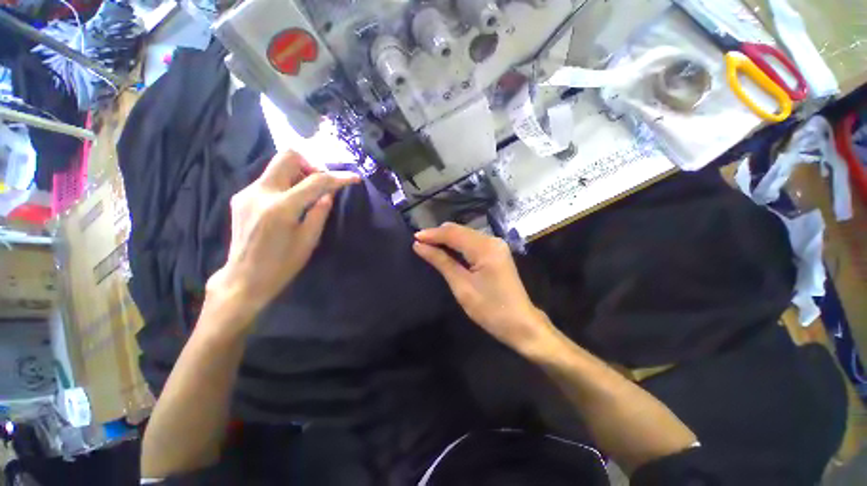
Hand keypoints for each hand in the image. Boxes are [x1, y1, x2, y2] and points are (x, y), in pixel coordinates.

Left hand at [206, 151, 359, 326]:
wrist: (244, 278)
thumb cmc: (282, 264)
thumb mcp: (309, 240)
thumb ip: (320, 211)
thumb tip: (330, 192)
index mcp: (281, 208)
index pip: (316, 181)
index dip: (338, 177)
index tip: (354, 178)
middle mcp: (260, 192)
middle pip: (288, 156)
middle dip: (311, 164)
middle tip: (322, 182)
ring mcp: (247, 192)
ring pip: (277, 166)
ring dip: (298, 173)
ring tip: (308, 194)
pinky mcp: (241, 197)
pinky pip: (269, 179)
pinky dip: (286, 183)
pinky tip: (291, 202)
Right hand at [413, 223, 554, 353]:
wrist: (521, 324)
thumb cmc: (490, 309)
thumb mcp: (461, 286)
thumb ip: (441, 261)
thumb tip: (419, 246)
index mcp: (485, 247)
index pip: (453, 233)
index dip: (433, 234)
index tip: (414, 238)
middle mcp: (492, 240)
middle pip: (460, 230)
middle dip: (439, 235)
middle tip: (420, 243)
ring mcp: (496, 245)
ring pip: (466, 234)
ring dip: (447, 239)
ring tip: (429, 246)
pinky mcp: (496, 252)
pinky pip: (472, 242)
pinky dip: (458, 244)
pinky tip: (447, 250)